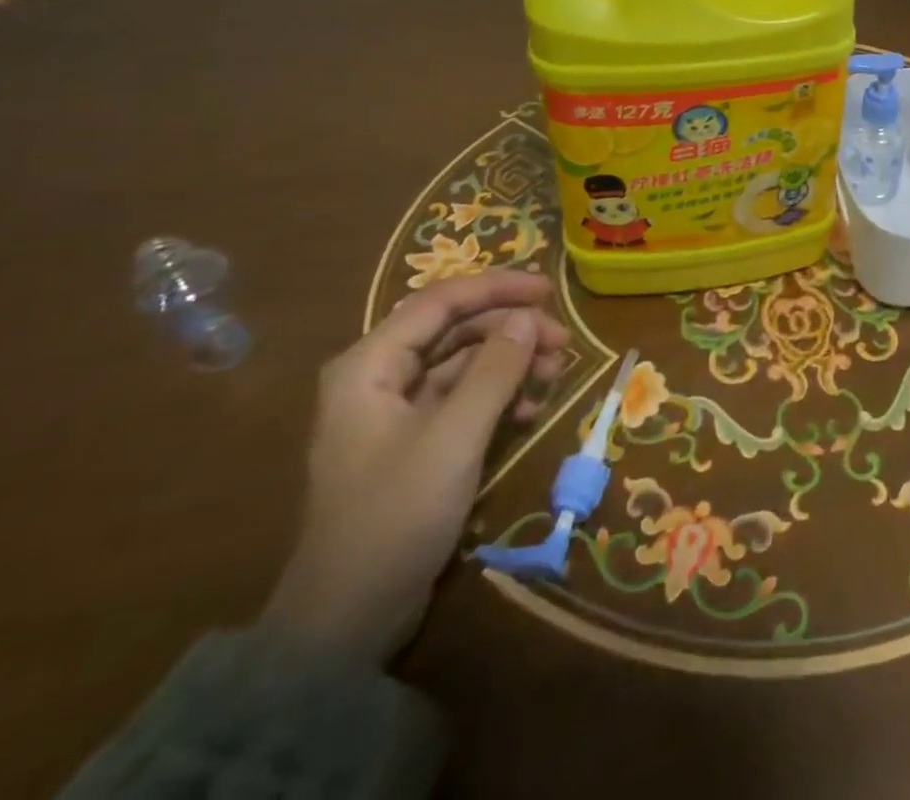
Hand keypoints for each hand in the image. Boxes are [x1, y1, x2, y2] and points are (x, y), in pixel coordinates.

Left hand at [261, 270, 568, 664]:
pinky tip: (530, 413)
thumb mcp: (454, 438)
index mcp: (370, 365)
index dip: (497, 288)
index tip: (549, 289)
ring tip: (555, 376)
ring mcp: (397, 412)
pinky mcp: (415, 442)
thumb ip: (494, 371)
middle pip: (456, 329)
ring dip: (511, 363)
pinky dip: (499, 397)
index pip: (441, 301)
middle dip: (511, 329)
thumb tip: (527, 317)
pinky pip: (464, 398)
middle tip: (563, 342)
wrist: (346, 620)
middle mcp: (380, 377)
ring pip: (464, 363)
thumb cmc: (395, 515)